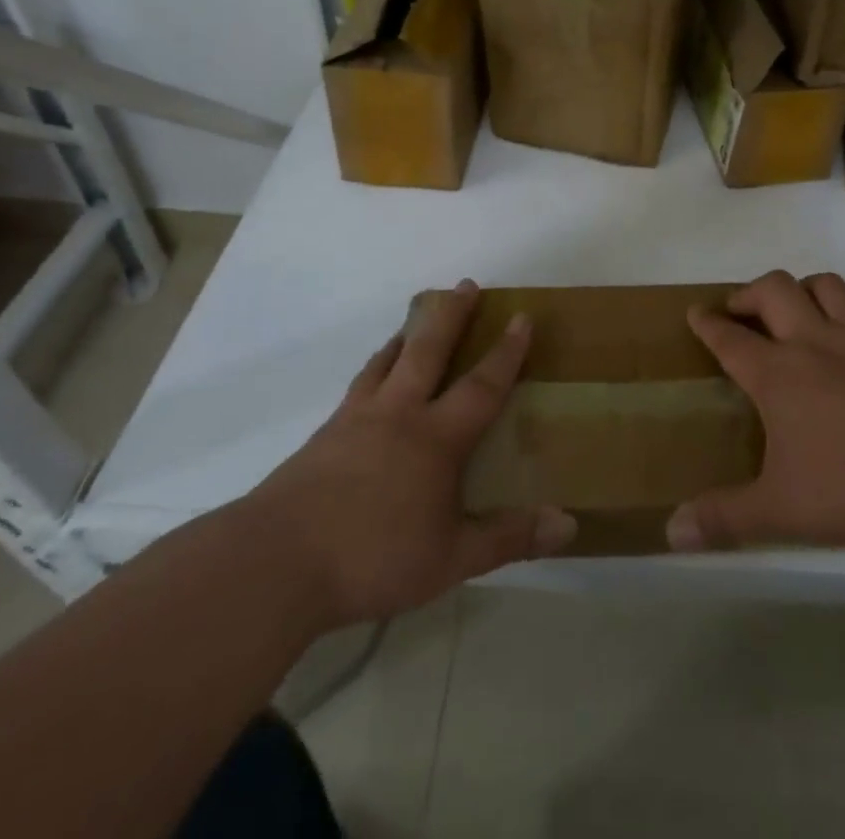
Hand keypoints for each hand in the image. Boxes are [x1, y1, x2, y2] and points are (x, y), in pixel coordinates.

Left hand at [247, 281, 575, 624]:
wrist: (276, 562)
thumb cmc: (373, 557)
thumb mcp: (451, 558)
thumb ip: (509, 538)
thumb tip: (569, 524)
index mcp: (435, 438)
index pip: (482, 385)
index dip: (507, 352)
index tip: (521, 317)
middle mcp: (398, 414)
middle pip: (429, 350)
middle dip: (452, 315)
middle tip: (466, 284)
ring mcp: (356, 419)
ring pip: (388, 361)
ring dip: (408, 334)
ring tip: (417, 318)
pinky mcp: (324, 435)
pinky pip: (359, 385)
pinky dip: (374, 367)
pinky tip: (372, 377)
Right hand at [666, 270, 844, 552]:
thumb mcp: (779, 511)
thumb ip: (723, 518)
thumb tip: (671, 533)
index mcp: (777, 374)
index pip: (729, 338)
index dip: (707, 323)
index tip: (695, 312)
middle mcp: (814, 343)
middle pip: (775, 290)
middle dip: (751, 292)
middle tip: (742, 310)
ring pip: (826, 286)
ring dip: (805, 288)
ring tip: (797, 306)